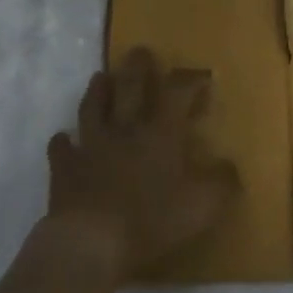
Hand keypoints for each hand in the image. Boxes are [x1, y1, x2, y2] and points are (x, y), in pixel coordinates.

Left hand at [46, 47, 241, 274]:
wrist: (90, 241)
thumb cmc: (151, 221)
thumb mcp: (201, 207)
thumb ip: (221, 184)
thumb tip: (231, 166)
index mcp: (160, 134)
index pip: (177, 94)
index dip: (190, 81)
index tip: (202, 76)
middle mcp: (125, 130)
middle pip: (130, 88)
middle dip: (137, 67)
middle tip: (139, 51)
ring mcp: (91, 146)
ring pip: (93, 108)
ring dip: (97, 91)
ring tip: (99, 76)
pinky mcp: (64, 168)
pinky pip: (61, 148)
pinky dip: (63, 142)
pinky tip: (63, 138)